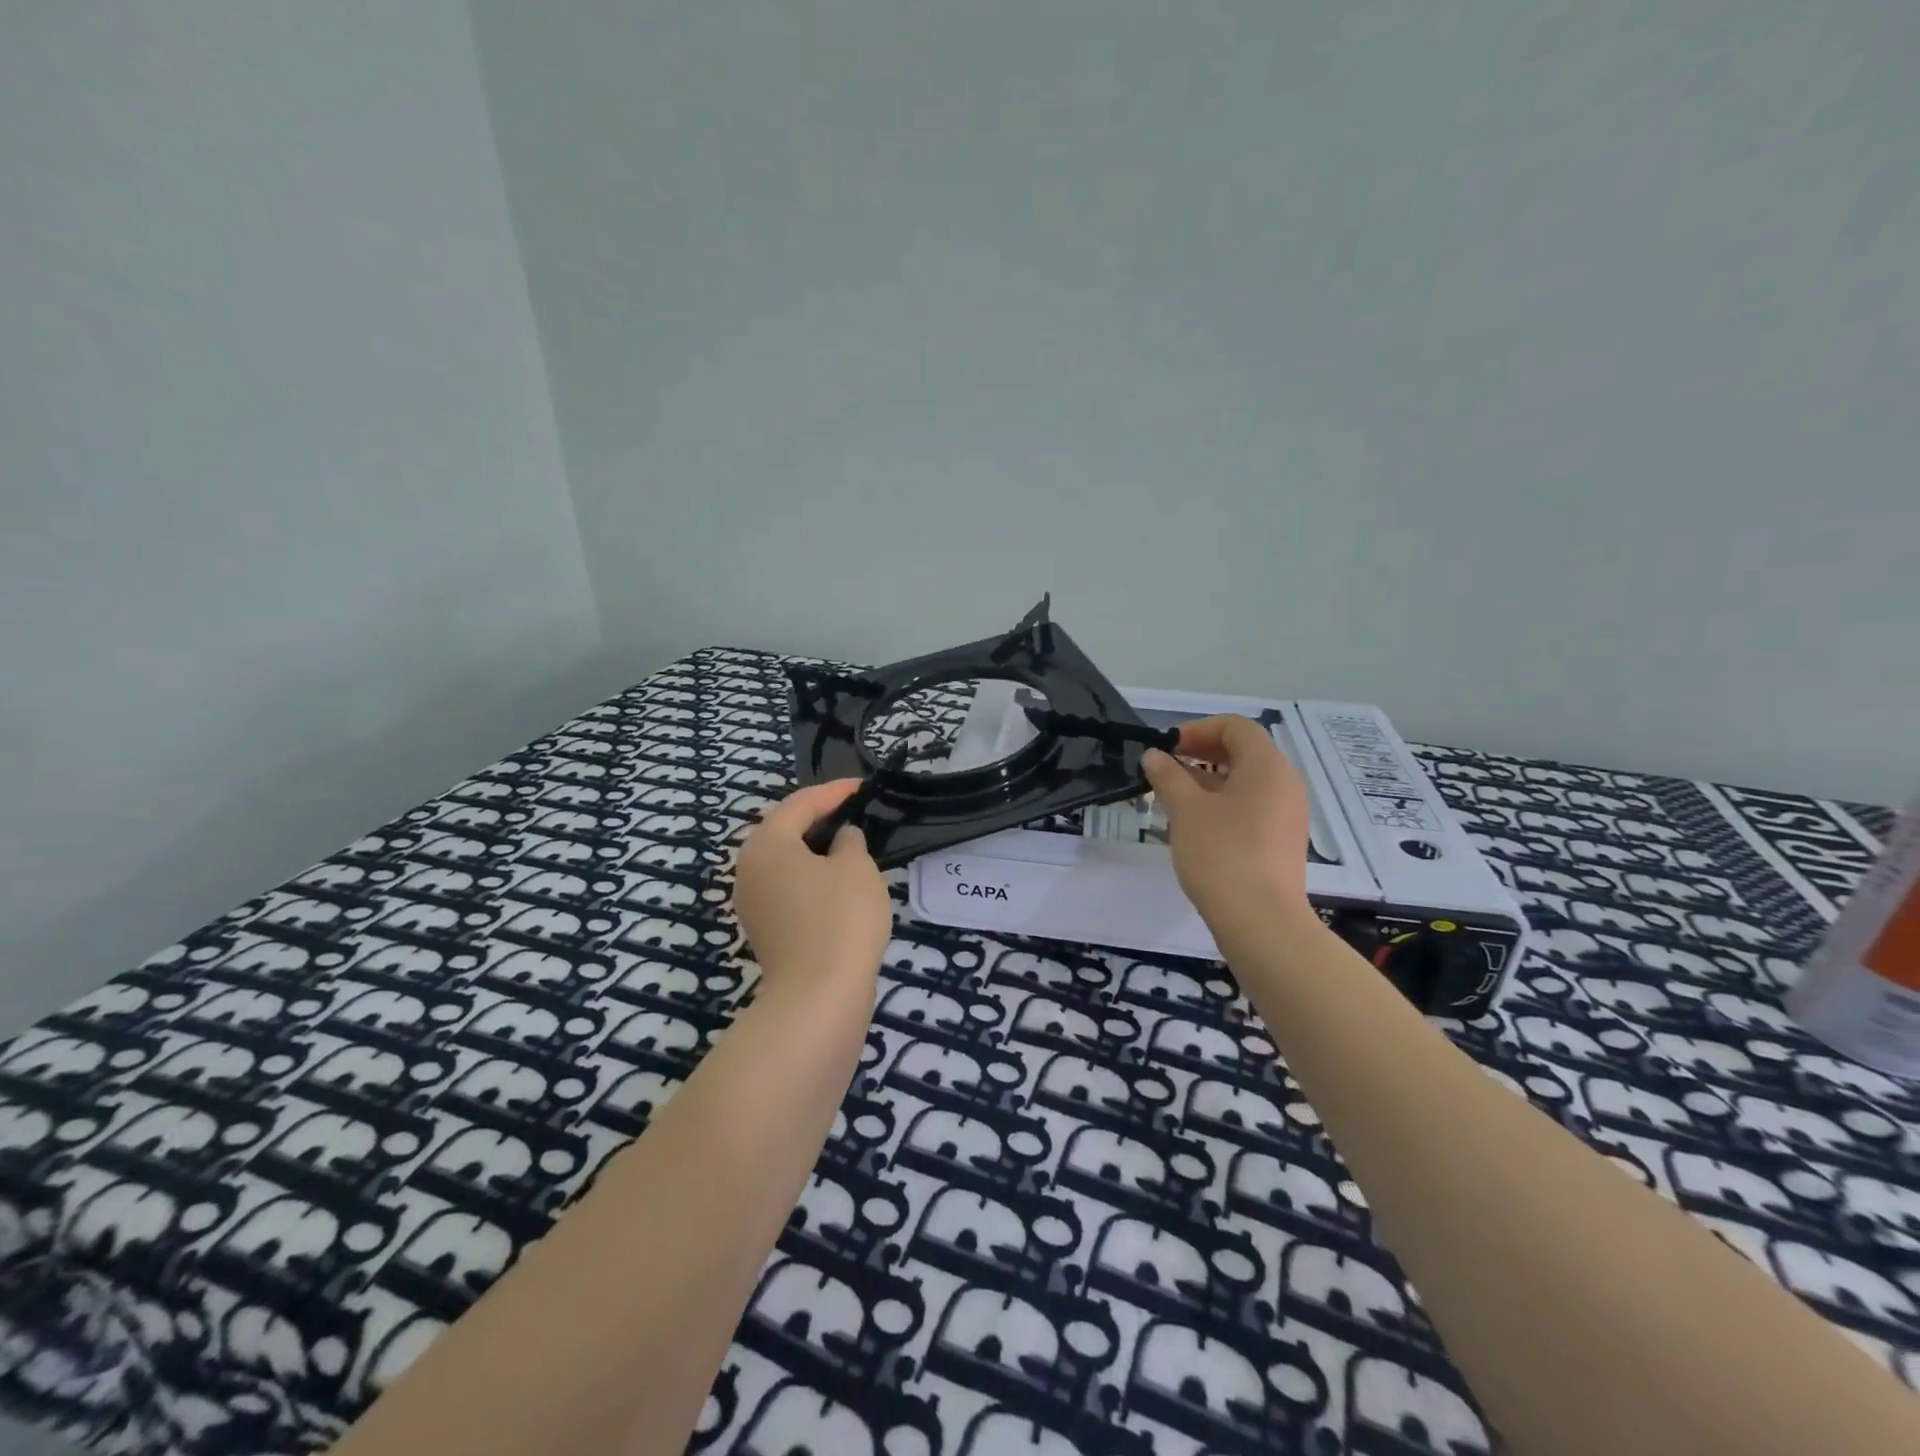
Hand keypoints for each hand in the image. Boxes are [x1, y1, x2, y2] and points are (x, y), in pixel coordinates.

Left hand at [733, 780, 892, 996]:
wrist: (818, 998)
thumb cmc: (840, 919)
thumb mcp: (857, 868)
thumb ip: (849, 842)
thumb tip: (840, 840)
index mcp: (766, 844)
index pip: (800, 804)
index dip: (833, 792)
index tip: (862, 787)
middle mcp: (748, 868)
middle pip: (784, 831)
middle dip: (818, 819)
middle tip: (853, 812)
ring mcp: (751, 902)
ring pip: (784, 862)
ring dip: (814, 850)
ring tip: (849, 845)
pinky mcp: (764, 929)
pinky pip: (787, 888)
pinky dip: (810, 877)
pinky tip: (837, 883)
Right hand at [1142, 715, 1313, 932]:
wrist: (1260, 921)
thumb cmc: (1221, 854)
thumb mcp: (1185, 809)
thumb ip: (1167, 776)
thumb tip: (1153, 756)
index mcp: (1267, 765)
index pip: (1235, 726)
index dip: (1197, 729)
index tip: (1166, 748)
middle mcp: (1285, 782)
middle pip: (1244, 751)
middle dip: (1201, 753)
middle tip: (1165, 769)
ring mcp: (1288, 813)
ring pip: (1247, 780)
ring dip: (1209, 779)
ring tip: (1173, 797)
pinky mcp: (1283, 840)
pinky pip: (1253, 806)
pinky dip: (1224, 802)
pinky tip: (1196, 824)